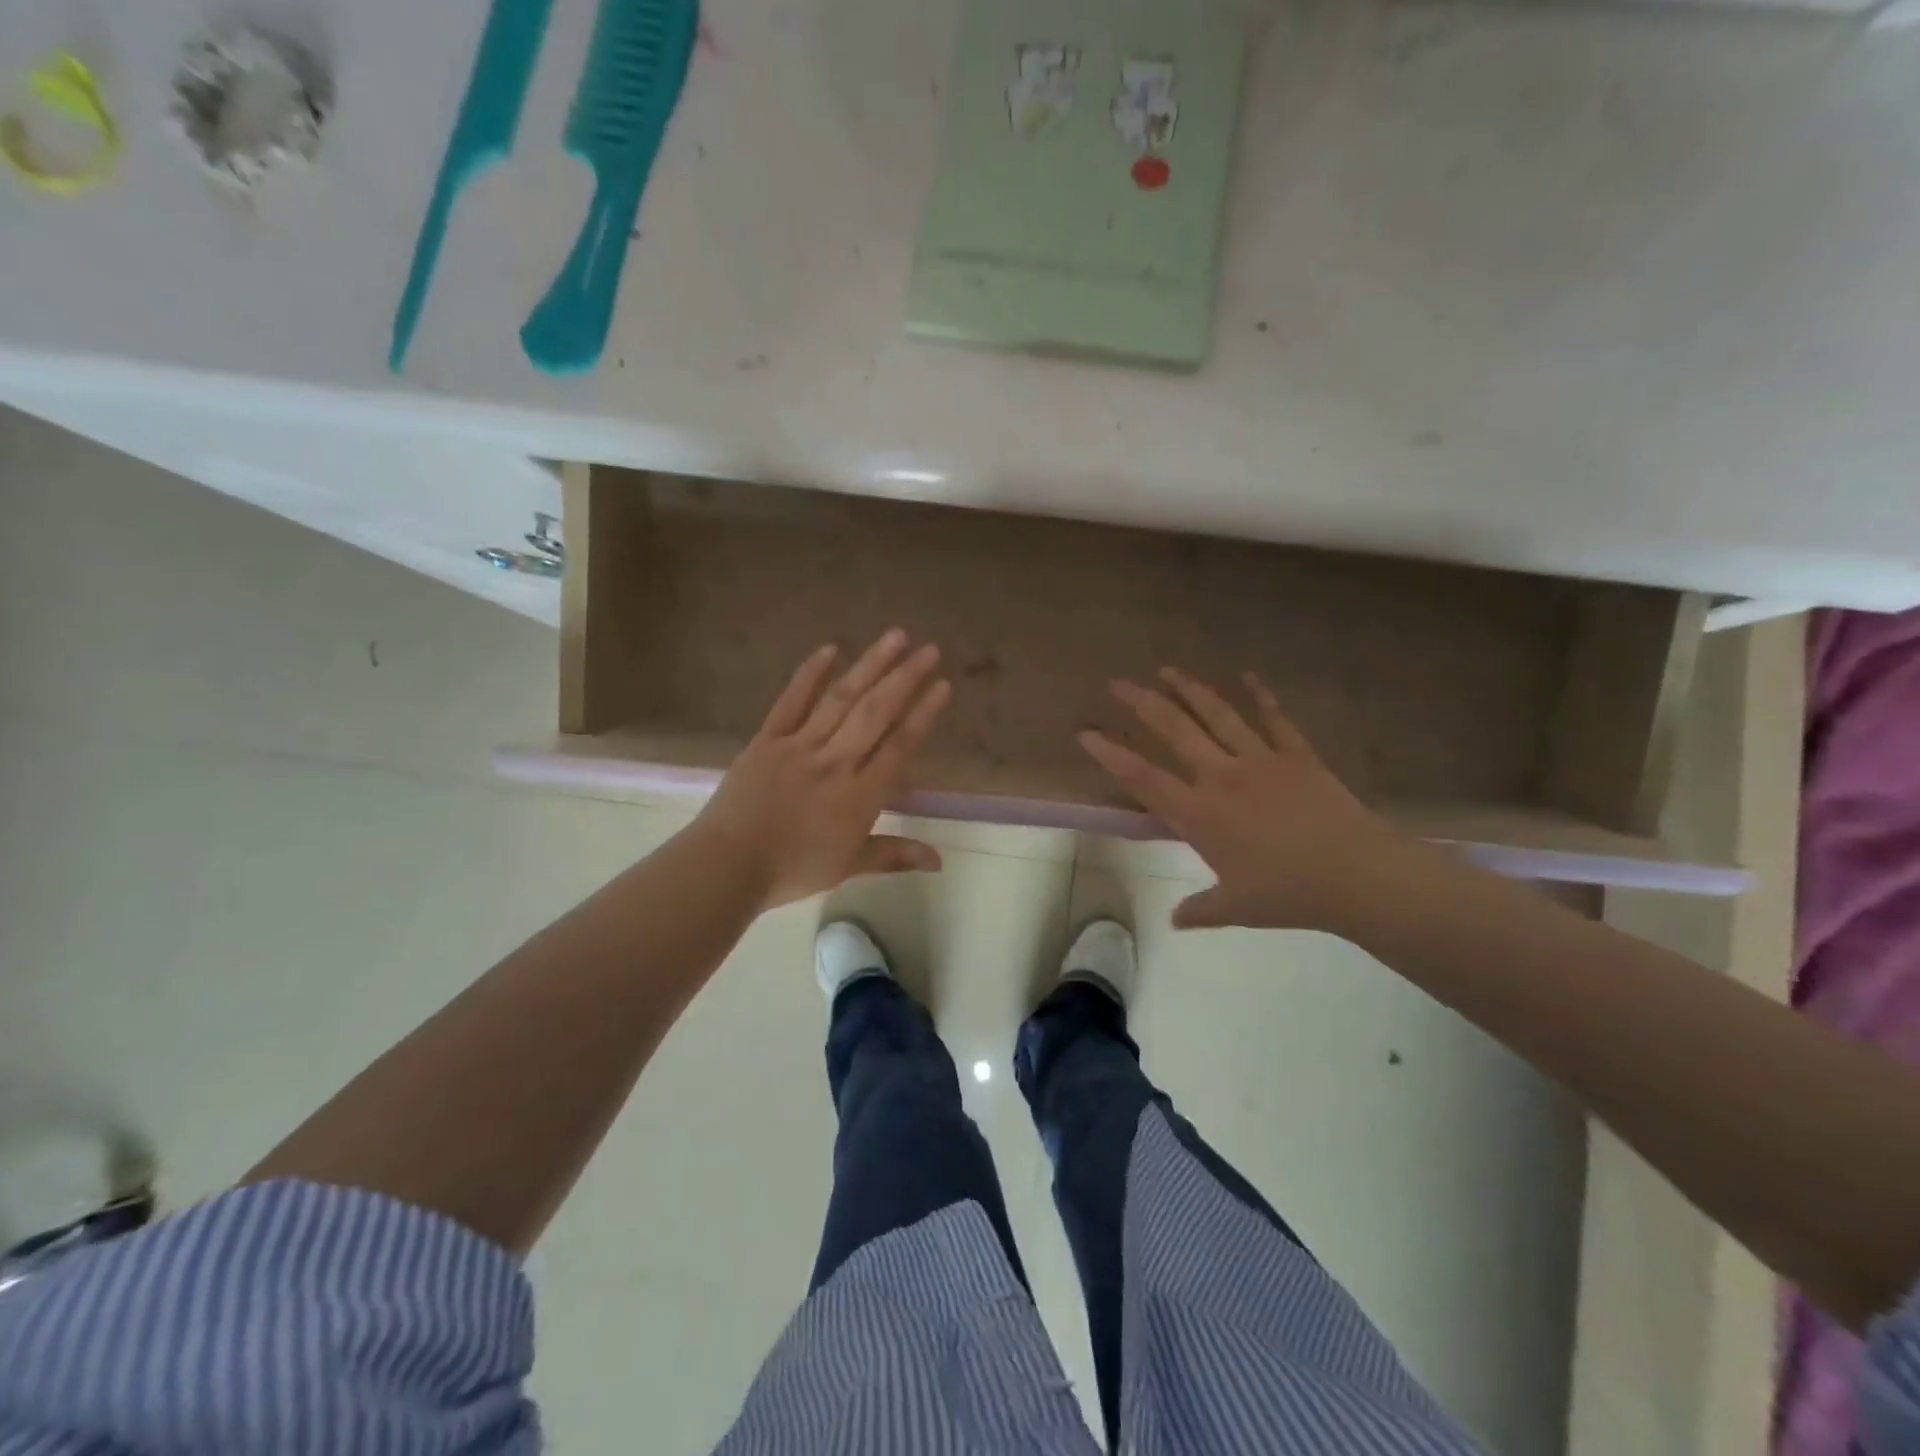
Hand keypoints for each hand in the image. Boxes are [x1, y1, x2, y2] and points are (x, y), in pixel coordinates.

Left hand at [691, 629, 950, 909]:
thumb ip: (894, 855)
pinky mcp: (768, 739)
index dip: (923, 714)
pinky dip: (811, 674)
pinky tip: (830, 648)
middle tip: (929, 649)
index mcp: (859, 795)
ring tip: (895, 636)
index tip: (942, 685)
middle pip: (876, 713)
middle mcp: (835, 762)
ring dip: (870, 665)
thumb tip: (940, 860)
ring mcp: (800, 745)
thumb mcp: (848, 866)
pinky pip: (792, 701)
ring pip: (841, 699)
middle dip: (905, 679)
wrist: (728, 865)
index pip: (899, 746)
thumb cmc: (792, 869)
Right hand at [1079, 667, 1412, 932]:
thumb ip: (1200, 910)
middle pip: (1175, 731)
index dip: (1110, 754)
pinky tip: (1248, 675)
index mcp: (1200, 814)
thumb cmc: (1288, 895)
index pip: (1143, 778)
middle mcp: (1222, 777)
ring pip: (1217, 715)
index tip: (1086, 733)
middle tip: (1118, 683)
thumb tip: (1174, 922)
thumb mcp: (1236, 908)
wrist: (1357, 876)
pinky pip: (1274, 718)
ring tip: (1167, 670)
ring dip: (1189, 689)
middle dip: (1142, 703)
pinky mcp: (1297, 755)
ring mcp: (1261, 760)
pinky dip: (1260, 694)